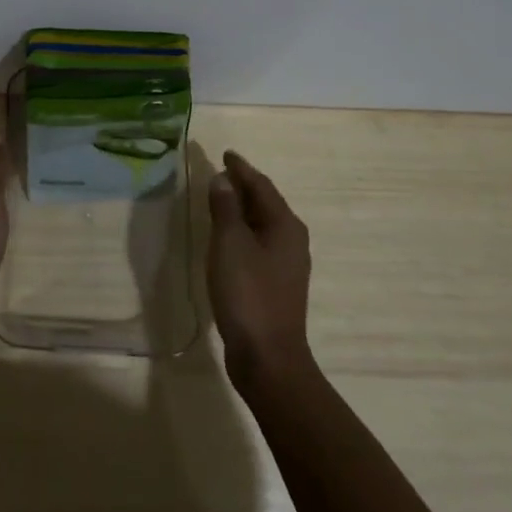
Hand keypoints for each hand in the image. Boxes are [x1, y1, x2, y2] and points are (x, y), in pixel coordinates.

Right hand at [207, 150, 313, 390]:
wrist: (268, 357)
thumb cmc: (248, 293)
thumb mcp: (230, 244)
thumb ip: (226, 208)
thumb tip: (223, 179)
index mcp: (284, 225)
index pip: (261, 185)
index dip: (241, 168)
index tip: (225, 154)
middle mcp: (291, 239)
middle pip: (265, 202)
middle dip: (243, 186)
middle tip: (220, 172)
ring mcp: (286, 264)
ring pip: (262, 224)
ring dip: (242, 209)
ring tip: (220, 198)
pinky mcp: (276, 284)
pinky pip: (258, 243)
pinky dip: (242, 231)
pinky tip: (227, 238)